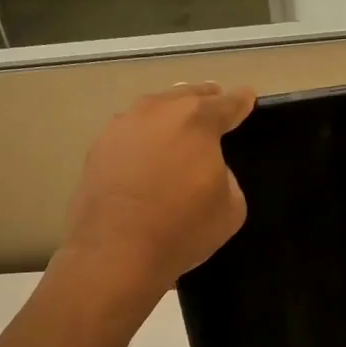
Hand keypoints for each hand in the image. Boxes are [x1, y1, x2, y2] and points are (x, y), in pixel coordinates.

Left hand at [60, 82, 255, 305]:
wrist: (116, 251)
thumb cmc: (182, 229)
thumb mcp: (231, 207)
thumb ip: (226, 176)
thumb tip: (208, 168)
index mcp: (198, 121)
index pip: (228, 103)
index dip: (241, 101)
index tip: (247, 98)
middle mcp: (158, 111)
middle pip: (186, 96)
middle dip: (203, 98)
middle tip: (213, 100)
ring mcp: (123, 126)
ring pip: (153, 109)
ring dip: (169, 113)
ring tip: (177, 123)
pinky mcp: (97, 147)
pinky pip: (129, 132)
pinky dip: (142, 136)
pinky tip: (144, 151)